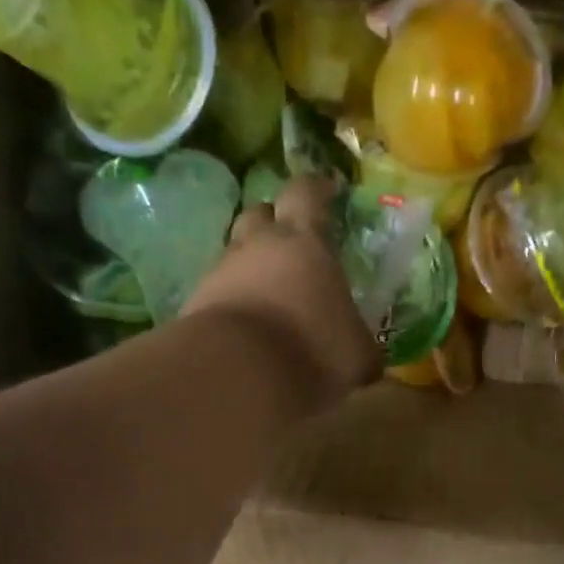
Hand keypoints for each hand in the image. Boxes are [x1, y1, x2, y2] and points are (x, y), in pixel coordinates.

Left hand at [183, 175, 380, 410]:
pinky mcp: (195, 303)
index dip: (316, 189)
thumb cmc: (311, 350)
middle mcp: (258, 246)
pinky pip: (216, 291)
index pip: (307, 194)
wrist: (236, 374)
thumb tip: (367, 358)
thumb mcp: (356, 356)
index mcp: (305, 243)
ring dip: (250, 265)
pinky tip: (244, 326)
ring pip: (235, 253)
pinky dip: (231, 301)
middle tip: (289, 240)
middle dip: (273, 221)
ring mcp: (221, 272)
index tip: (327, 190)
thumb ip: (360, 347)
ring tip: (266, 292)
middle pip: (260, 214)